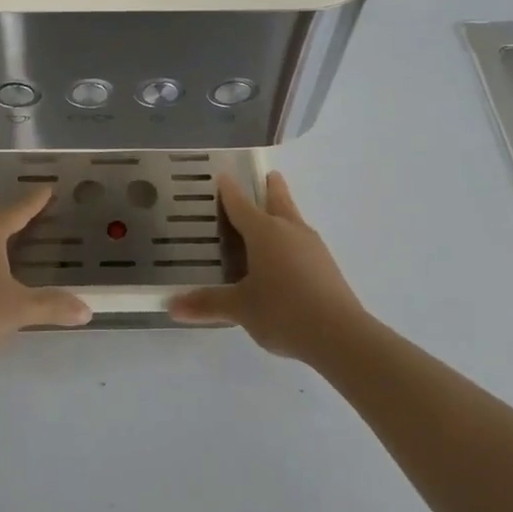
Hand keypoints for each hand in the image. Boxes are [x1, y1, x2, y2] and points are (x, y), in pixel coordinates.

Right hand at [169, 172, 365, 360]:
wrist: (340, 336)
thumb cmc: (283, 311)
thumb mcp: (240, 308)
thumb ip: (208, 304)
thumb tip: (172, 306)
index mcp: (264, 231)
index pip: (241, 203)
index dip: (229, 190)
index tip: (222, 176)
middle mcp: (289, 230)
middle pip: (278, 199)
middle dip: (270, 187)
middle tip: (266, 175)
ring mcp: (312, 246)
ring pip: (293, 219)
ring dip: (283, 212)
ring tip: (272, 216)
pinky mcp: (326, 265)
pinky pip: (302, 241)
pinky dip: (291, 239)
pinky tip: (286, 257)